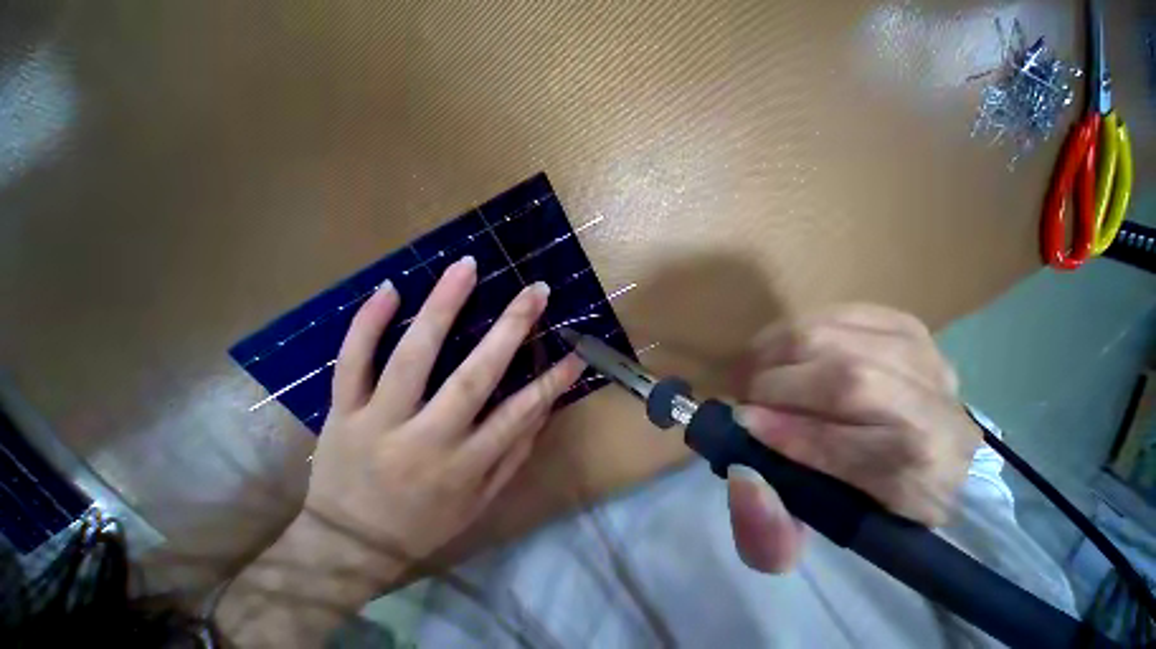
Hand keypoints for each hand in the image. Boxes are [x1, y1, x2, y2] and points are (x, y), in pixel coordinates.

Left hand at [218, 257, 583, 645]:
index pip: (516, 416)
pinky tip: (390, 289)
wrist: (350, 542)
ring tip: (466, 268)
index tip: (574, 351)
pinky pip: (352, 362)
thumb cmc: (418, 527)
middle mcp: (425, 441)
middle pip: (472, 378)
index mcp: (462, 469)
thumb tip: (540, 413)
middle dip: (508, 330)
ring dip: (442, 308)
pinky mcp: (343, 412)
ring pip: (412, 358)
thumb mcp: (473, 508)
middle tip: (534, 291)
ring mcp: (379, 422)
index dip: (550, 383)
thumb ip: (507, 462)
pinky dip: (368, 324)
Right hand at [726, 304, 980, 573]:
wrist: (959, 456)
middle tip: (744, 398)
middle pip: (839, 378)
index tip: (740, 425)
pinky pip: (840, 313)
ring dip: (778, 349)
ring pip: (832, 334)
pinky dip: (803, 329)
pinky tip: (788, 349)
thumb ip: (791, 505)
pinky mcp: (907, 324)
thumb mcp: (847, 523)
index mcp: (909, 464)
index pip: (836, 445)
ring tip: (757, 371)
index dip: (781, 432)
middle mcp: (921, 402)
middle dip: (773, 384)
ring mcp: (917, 353)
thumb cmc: (900, 500)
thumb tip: (746, 454)